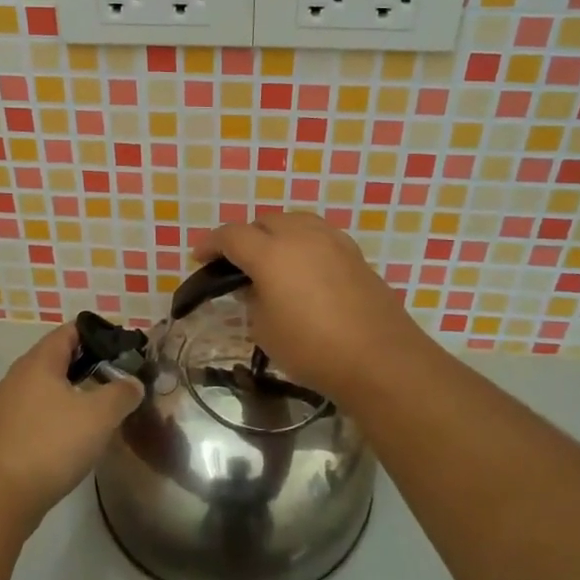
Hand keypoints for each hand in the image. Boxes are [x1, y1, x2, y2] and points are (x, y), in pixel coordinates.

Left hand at [0, 324, 142, 527]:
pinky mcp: (1, 436)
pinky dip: (55, 418)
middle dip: (87, 365)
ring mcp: (4, 408)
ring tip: (98, 410)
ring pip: (44, 389)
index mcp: (39, 362)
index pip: (69, 331)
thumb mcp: (99, 416)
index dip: (97, 333)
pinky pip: (34, 415)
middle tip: (116, 379)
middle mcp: (17, 377)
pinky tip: (71, 438)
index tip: (122, 347)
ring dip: (70, 394)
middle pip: (56, 359)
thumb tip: (133, 383)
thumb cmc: (51, 444)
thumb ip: (122, 393)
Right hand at [196, 212, 430, 404]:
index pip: (231, 236)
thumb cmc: (312, 348)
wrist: (379, 358)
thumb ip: (253, 300)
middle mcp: (301, 236)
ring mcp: (332, 241)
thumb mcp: (265, 330)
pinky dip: (302, 243)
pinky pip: (319, 235)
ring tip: (270, 258)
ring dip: (276, 234)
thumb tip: (255, 287)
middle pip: (264, 222)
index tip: (199, 257)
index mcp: (270, 252)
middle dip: (245, 237)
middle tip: (235, 261)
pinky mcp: (354, 254)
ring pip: (295, 222)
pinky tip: (303, 266)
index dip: (211, 244)